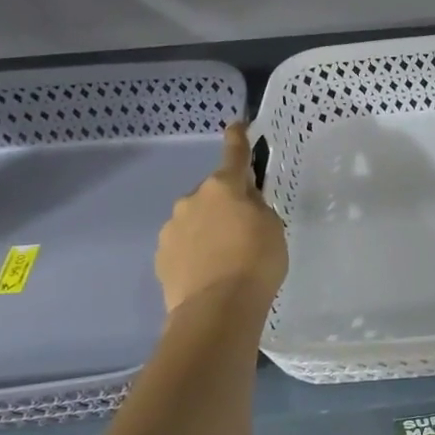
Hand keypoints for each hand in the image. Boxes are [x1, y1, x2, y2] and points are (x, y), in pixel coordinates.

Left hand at [155, 123, 287, 317]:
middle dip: (226, 204)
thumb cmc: (256, 261)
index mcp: (223, 187)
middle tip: (245, 230)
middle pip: (214, 194)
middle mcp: (192, 200)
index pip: (234, 155)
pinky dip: (196, 253)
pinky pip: (184, 246)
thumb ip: (258, 208)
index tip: (237, 125)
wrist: (217, 309)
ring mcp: (171, 228)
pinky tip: (210, 273)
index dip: (238, 139)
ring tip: (227, 259)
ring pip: (195, 220)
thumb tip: (244, 205)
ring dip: (209, 230)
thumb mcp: (273, 228)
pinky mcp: (161, 257)